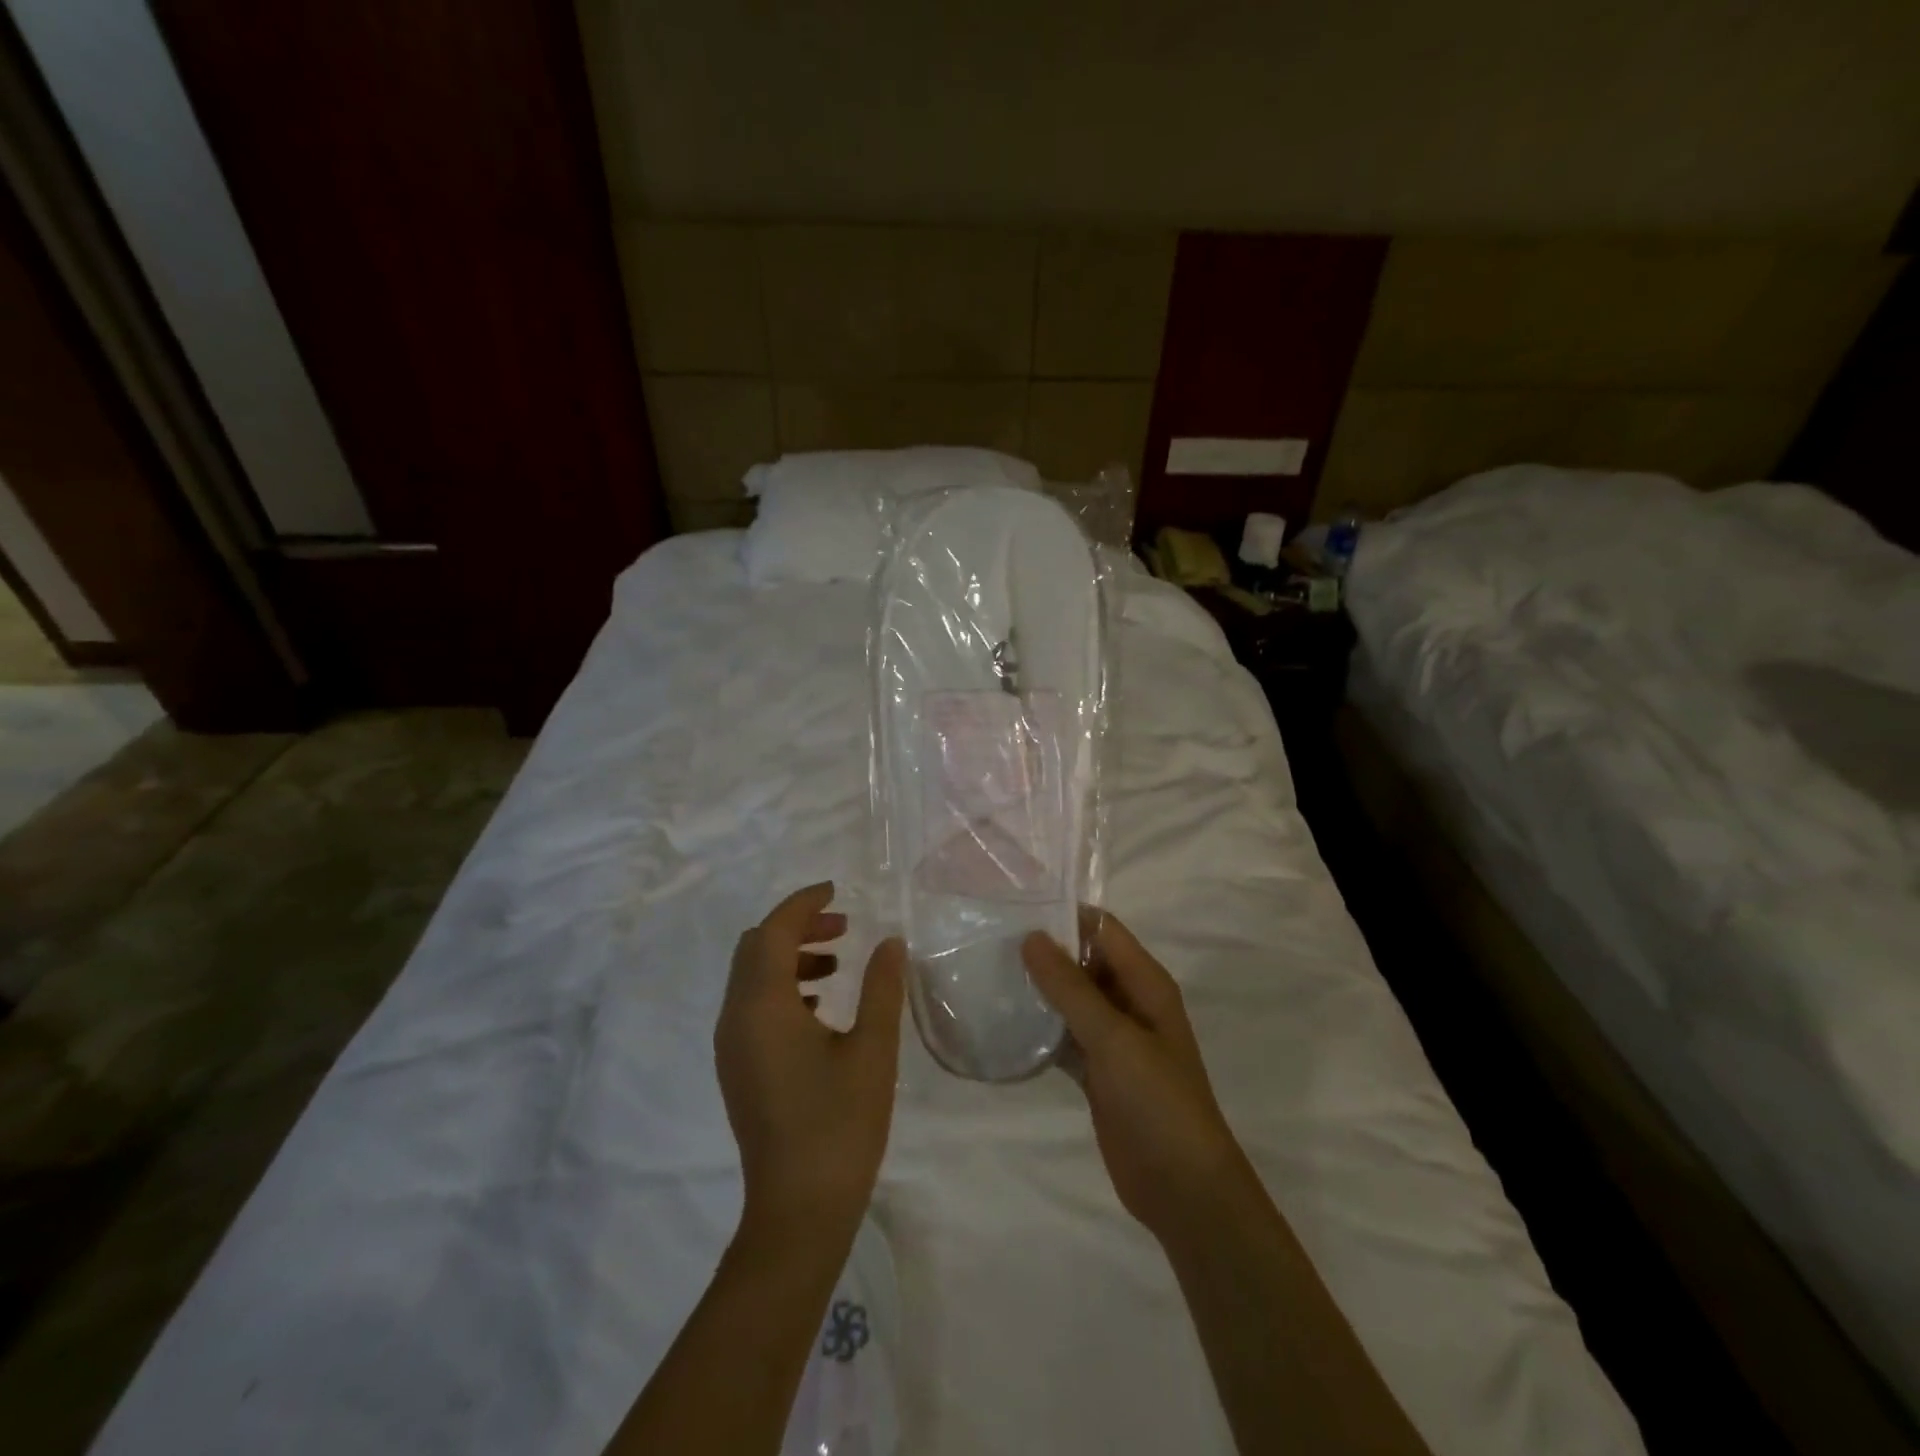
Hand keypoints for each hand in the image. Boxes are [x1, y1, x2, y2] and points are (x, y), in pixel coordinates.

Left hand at [717, 883, 905, 1251]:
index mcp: (762, 1006)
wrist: (799, 1211)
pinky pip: (752, 1005)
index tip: (837, 890)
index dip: (803, 903)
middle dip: (797, 927)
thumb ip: (882, 987)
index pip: (773, 931)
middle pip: (755, 948)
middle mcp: (736, 1019)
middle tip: (843, 927)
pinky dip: (782, 987)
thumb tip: (890, 941)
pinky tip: (821, 1005)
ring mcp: (731, 1047)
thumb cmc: (839, 1124)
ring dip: (790, 957)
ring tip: (837, 963)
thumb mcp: (872, 1050)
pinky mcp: (738, 1068)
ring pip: (752, 977)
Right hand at [1023, 912, 1250, 1244]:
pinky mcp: (1098, 1071)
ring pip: (1071, 1000)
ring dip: (1039, 990)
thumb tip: (1031, 936)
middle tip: (992, 942)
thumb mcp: (1113, 1037)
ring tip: (989, 975)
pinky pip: (1065, 1037)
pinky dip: (1041, 1030)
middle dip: (1045, 952)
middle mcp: (1131, 1002)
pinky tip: (1004, 1025)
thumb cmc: (1157, 1100)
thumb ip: (1071, 987)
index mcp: (1146, 983)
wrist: (1182, 1188)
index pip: (1103, 930)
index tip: (1016, 910)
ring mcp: (1114, 1039)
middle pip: (1085, 962)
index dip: (1065, 916)